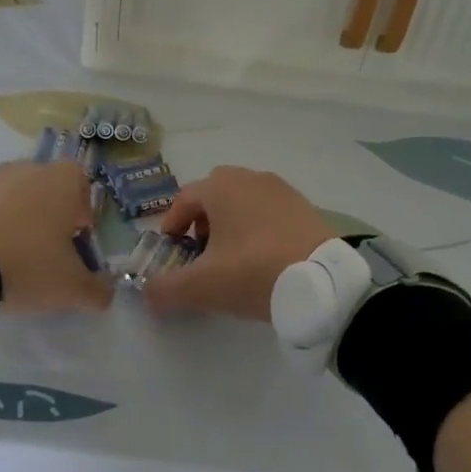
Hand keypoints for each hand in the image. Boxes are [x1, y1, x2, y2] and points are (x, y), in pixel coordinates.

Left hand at [0, 160, 110, 312]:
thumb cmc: (26, 261)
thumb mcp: (70, 287)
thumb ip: (96, 290)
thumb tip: (106, 293)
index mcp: (63, 180)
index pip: (84, 189)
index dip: (83, 218)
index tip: (75, 247)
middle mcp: (29, 168)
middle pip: (48, 193)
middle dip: (49, 221)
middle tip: (44, 257)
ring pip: (14, 200)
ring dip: (17, 224)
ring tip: (9, 261)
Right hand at [144, 166, 335, 320]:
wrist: (324, 283)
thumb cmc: (254, 273)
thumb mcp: (202, 287)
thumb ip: (165, 289)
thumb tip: (147, 293)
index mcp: (222, 187)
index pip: (184, 198)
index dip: (171, 224)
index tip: (172, 251)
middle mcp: (251, 178)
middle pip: (214, 194)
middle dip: (202, 220)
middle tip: (201, 252)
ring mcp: (282, 190)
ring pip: (244, 201)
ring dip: (231, 224)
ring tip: (232, 259)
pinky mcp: (305, 208)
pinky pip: (270, 211)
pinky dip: (258, 228)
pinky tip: (263, 259)